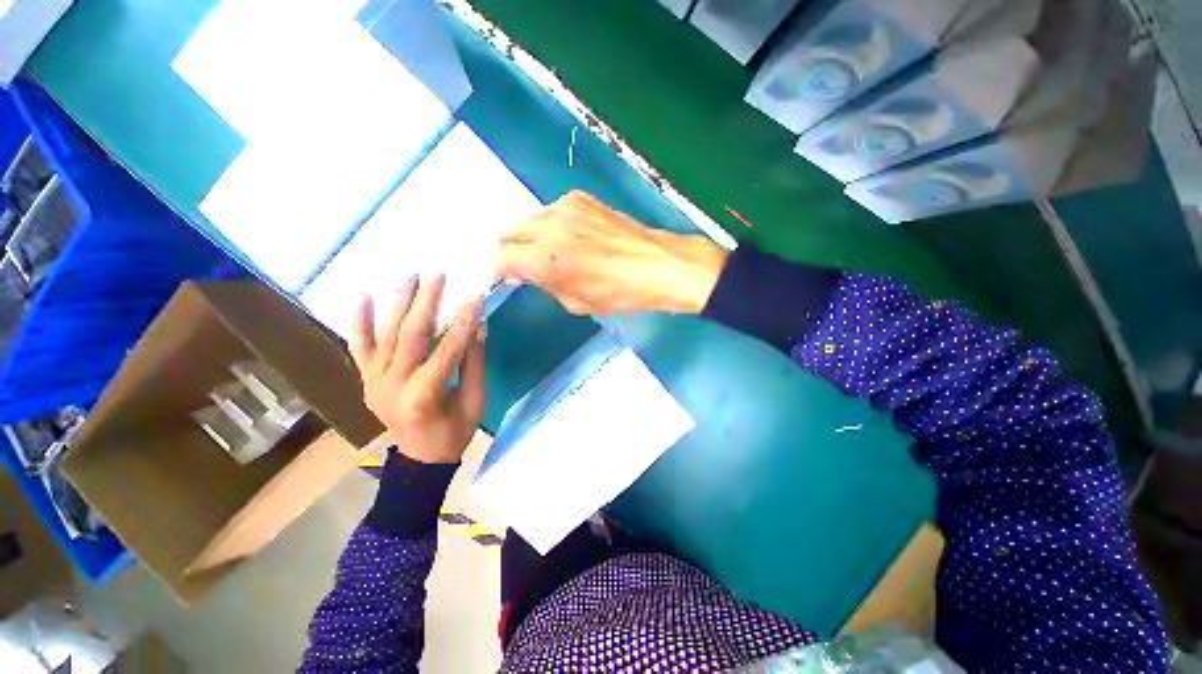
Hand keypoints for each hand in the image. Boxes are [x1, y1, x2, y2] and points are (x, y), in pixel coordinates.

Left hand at [348, 274, 485, 464]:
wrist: (420, 460)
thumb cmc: (454, 433)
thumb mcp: (475, 401)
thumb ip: (474, 363)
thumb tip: (478, 327)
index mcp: (424, 395)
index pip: (447, 349)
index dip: (463, 322)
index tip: (475, 297)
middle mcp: (393, 385)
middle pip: (410, 335)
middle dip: (426, 302)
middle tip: (437, 275)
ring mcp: (374, 382)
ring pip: (384, 335)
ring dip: (397, 303)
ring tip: (409, 277)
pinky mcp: (366, 380)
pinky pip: (359, 348)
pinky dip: (359, 322)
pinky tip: (362, 296)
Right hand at [495, 191, 727, 314]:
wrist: (658, 264)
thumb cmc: (619, 292)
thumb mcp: (576, 301)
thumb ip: (544, 284)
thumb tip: (525, 273)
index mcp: (544, 257)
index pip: (500, 258)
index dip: (499, 271)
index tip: (508, 279)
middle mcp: (548, 225)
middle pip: (508, 233)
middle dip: (510, 252)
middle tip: (524, 268)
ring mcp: (565, 206)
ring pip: (529, 220)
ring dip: (530, 238)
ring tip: (550, 254)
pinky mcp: (582, 198)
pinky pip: (552, 212)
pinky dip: (551, 226)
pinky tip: (571, 240)